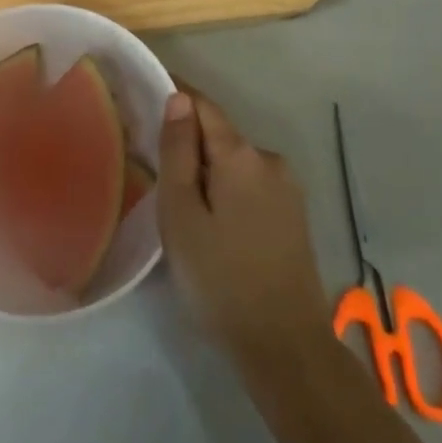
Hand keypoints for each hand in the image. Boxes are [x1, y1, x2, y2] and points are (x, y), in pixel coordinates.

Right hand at [159, 89, 333, 368]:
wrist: (286, 347)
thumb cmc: (221, 279)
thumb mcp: (182, 215)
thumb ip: (178, 152)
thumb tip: (178, 99)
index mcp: (240, 154)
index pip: (203, 105)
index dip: (176, 95)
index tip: (147, 94)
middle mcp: (269, 159)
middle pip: (220, 134)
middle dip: (189, 142)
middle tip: (155, 168)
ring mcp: (287, 188)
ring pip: (236, 162)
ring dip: (209, 170)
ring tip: (183, 206)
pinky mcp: (294, 214)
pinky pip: (252, 184)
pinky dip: (229, 189)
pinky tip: (216, 224)